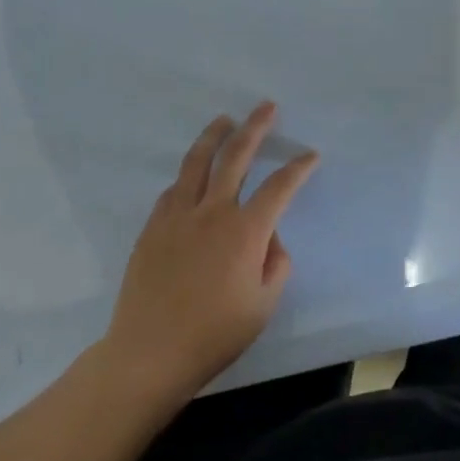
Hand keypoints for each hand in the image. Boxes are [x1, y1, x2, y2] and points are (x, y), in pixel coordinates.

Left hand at [102, 103, 317, 404]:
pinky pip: (174, 190)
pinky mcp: (153, 228)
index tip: (311, 155)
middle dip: (255, 127)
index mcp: (245, 231)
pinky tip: (192, 177)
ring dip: (214, 136)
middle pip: (236, 156)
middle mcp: (212, 212)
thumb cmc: (214, 334)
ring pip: (197, 162)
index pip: (279, 187)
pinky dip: (188, 176)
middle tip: (267, 107)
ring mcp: (178, 216)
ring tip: (225, 120)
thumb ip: (276, 264)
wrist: (149, 353)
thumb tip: (269, 238)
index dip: (298, 168)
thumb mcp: (263, 306)